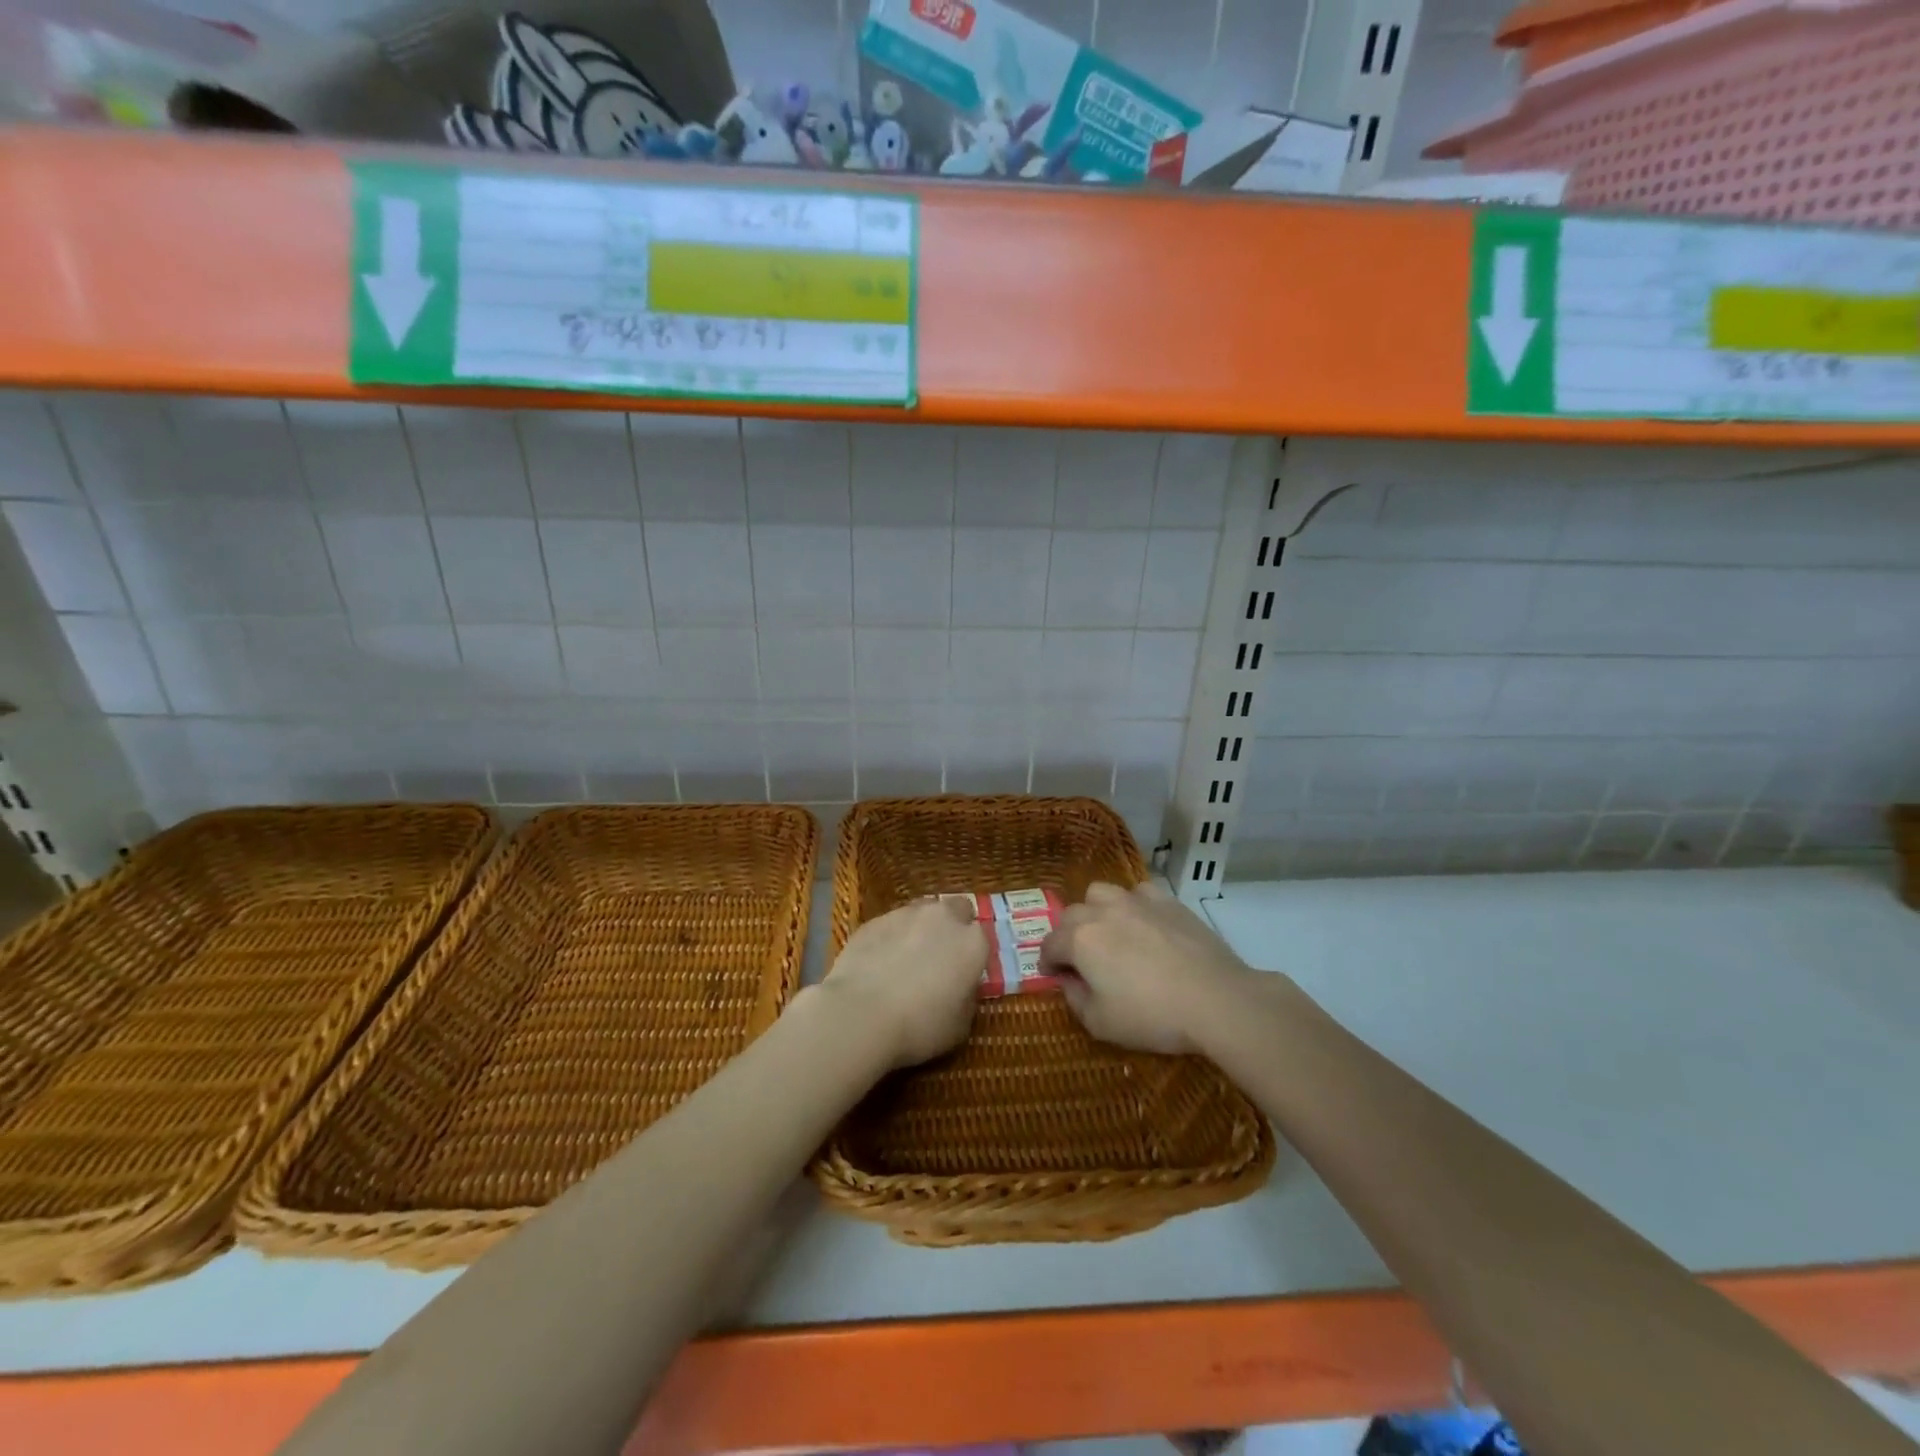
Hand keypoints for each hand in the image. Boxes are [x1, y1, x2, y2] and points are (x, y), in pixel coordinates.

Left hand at [816, 897, 987, 1067]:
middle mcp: (943, 918)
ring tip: (907, 957)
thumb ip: (967, 997)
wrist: (861, 1014)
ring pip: (923, 911)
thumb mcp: (960, 1026)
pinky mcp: (875, 920)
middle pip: (957, 909)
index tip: (964, 972)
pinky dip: (891, 936)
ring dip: (922, 927)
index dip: (973, 954)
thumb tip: (962, 987)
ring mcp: (906, 914)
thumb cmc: (919, 1026)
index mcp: (972, 943)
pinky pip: (891, 923)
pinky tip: (880, 961)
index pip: (982, 936)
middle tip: (941, 956)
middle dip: (953, 926)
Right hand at [1039, 881, 1253, 1054]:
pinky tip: (1145, 926)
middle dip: (1068, 936)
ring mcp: (1136, 901)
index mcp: (1080, 940)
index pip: (1050, 945)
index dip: (1047, 962)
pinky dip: (1134, 906)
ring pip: (1102, 894)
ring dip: (1096, 911)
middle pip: (1071, 914)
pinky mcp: (1167, 901)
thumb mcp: (1101, 1023)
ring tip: (1110, 933)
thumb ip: (1075, 999)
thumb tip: (1069, 981)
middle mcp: (1102, 911)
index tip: (1054, 976)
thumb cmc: (1152, 1015)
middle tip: (1081, 960)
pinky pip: (1139, 894)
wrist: (1216, 999)